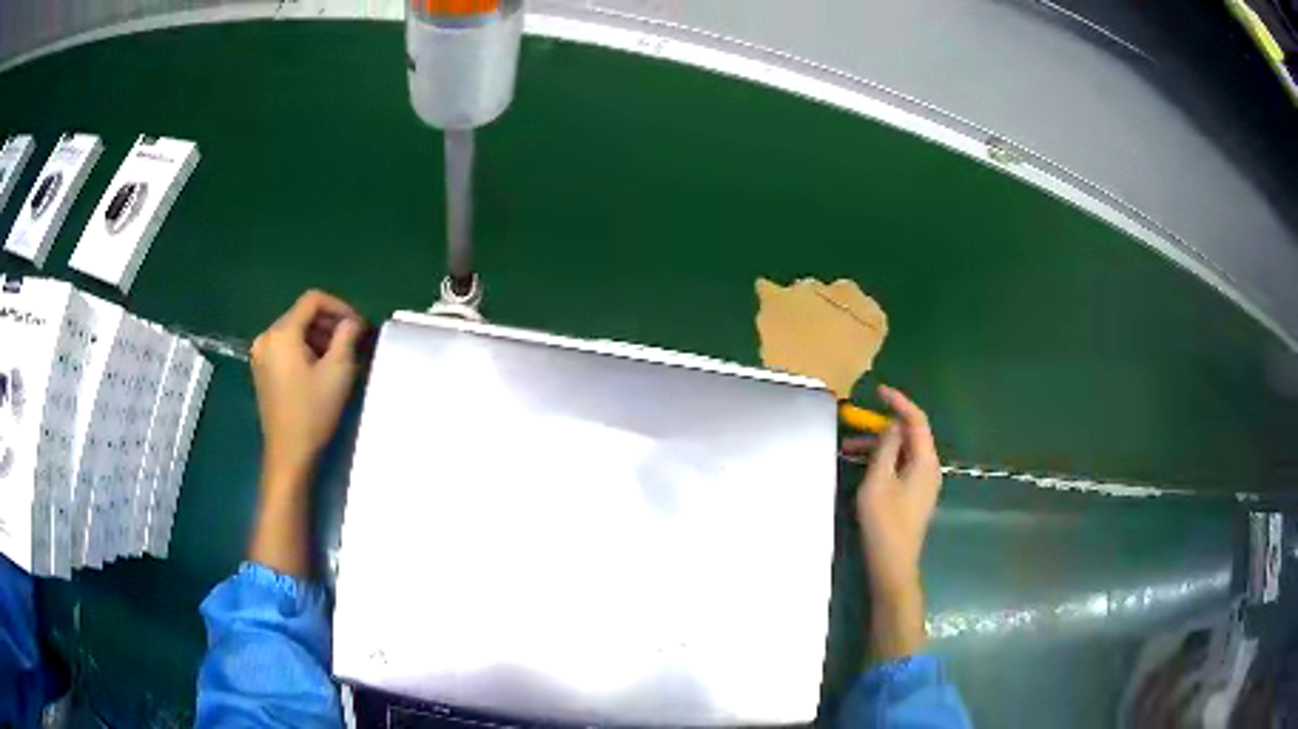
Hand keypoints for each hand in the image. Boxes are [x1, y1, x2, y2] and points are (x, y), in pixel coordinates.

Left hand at [251, 290, 363, 487]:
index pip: (313, 300)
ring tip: (339, 357)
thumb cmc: (313, 412)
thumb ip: (347, 336)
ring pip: (294, 331)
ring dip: (318, 337)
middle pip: (302, 314)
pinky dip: (304, 349)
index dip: (340, 306)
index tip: (358, 325)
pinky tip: (319, 369)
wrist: (289, 454)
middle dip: (330, 324)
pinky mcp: (262, 370)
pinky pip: (286, 347)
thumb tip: (352, 322)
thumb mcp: (338, 371)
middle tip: (353, 342)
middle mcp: (266, 337)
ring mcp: (261, 354)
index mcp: (282, 332)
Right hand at [844, 385, 942, 660]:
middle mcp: (929, 468)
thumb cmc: (884, 523)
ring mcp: (923, 484)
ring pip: (902, 453)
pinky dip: (882, 461)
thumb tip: (891, 425)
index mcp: (925, 461)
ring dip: (878, 446)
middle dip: (882, 427)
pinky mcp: (914, 497)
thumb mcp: (878, 481)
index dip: (899, 402)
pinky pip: (900, 467)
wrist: (893, 566)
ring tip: (848, 450)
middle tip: (853, 426)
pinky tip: (861, 468)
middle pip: (909, 436)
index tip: (878, 391)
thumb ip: (885, 448)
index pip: (916, 420)